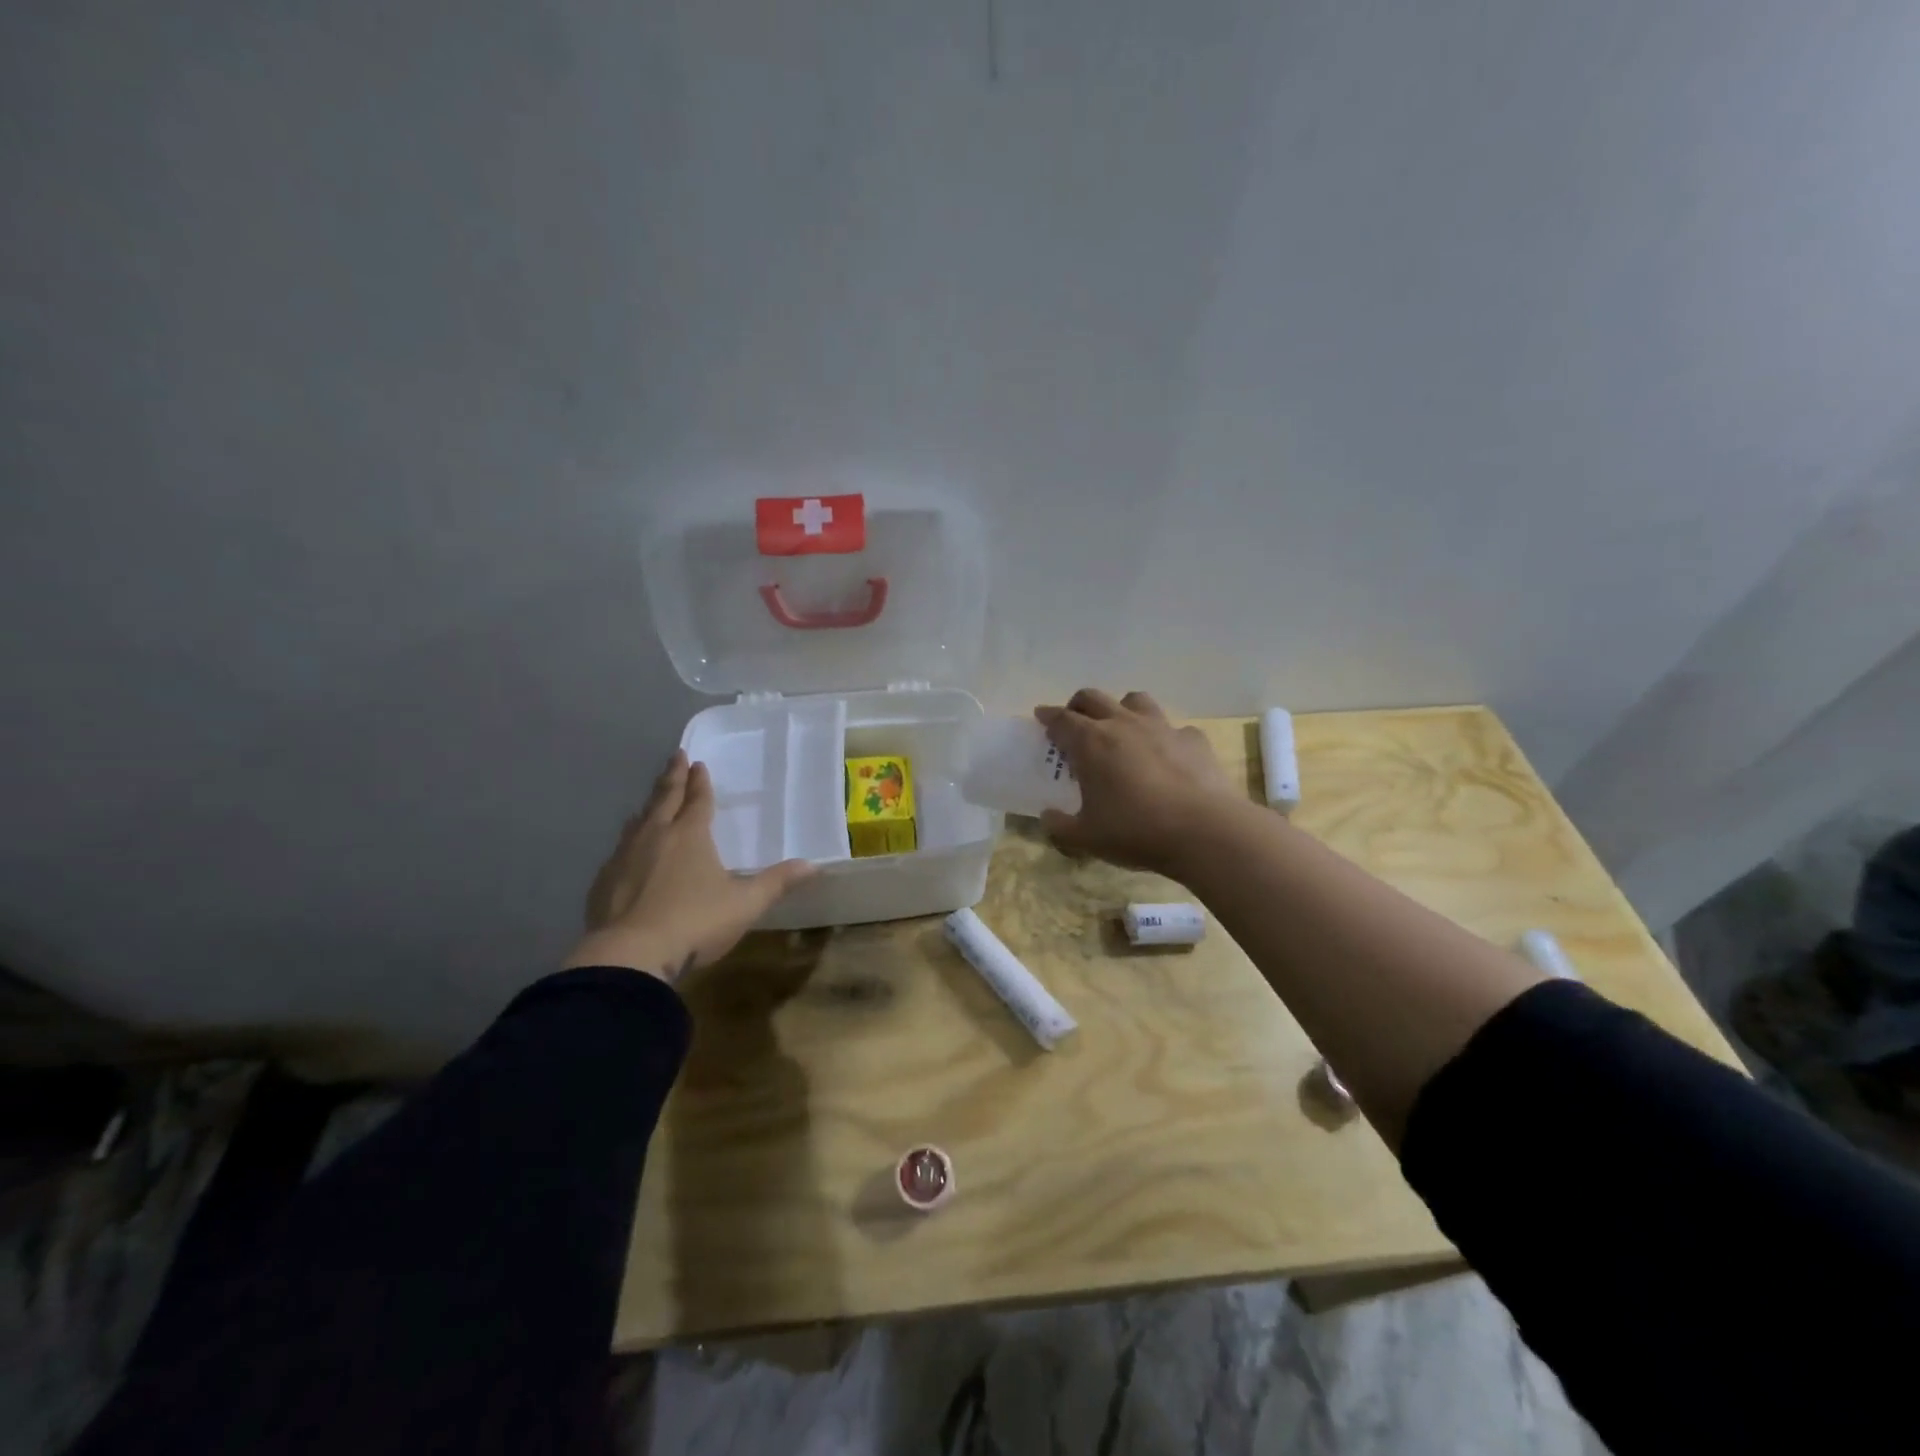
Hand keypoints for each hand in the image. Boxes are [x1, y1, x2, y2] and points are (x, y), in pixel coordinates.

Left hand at [563, 750, 815, 982]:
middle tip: (675, 757)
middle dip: (672, 777)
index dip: (700, 782)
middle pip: (665, 799)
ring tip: (651, 800)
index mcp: (690, 836)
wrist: (630, 956)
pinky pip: (619, 849)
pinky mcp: (603, 881)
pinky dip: (629, 839)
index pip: (698, 800)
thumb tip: (813, 865)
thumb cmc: (695, 922)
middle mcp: (655, 836)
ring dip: (648, 806)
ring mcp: (624, 857)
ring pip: (638, 821)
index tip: (697, 762)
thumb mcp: (745, 904)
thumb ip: (777, 883)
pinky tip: (628, 850)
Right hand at [1033, 690, 1242, 873]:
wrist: (1205, 831)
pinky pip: (1174, 728)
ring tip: (1121, 728)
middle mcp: (1124, 724)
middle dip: (1078, 705)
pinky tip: (1167, 755)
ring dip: (1122, 708)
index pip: (1061, 719)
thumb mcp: (1086, 838)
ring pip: (1135, 700)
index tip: (1041, 716)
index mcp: (1091, 743)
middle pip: (1094, 698)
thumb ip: (1060, 826)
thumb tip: (1047, 816)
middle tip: (1074, 721)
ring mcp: (1162, 727)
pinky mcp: (1194, 739)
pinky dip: (1164, 736)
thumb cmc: (1136, 831)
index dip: (1048, 716)